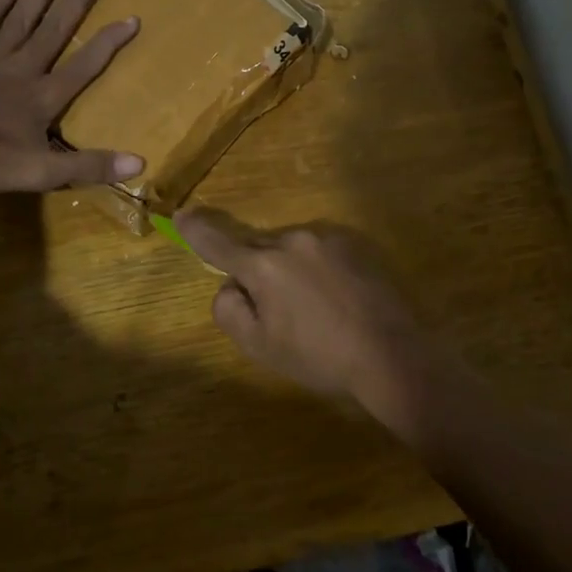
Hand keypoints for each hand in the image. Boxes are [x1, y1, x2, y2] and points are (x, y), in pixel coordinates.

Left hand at [0, 0, 142, 192]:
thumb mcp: (41, 173)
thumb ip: (88, 166)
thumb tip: (140, 163)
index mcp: (43, 97)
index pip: (85, 65)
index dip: (109, 42)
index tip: (132, 17)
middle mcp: (22, 69)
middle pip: (55, 30)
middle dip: (78, 2)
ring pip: (22, 19)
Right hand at [176, 208, 442, 422]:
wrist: (391, 355)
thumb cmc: (318, 356)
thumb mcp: (259, 346)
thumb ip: (229, 309)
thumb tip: (231, 286)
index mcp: (263, 265)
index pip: (217, 241)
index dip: (195, 230)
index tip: (181, 215)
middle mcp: (292, 240)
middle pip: (256, 247)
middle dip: (255, 270)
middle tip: (274, 310)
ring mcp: (327, 239)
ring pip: (289, 249)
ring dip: (288, 270)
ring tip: (312, 311)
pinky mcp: (354, 245)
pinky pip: (318, 252)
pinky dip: (315, 270)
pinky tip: (334, 301)